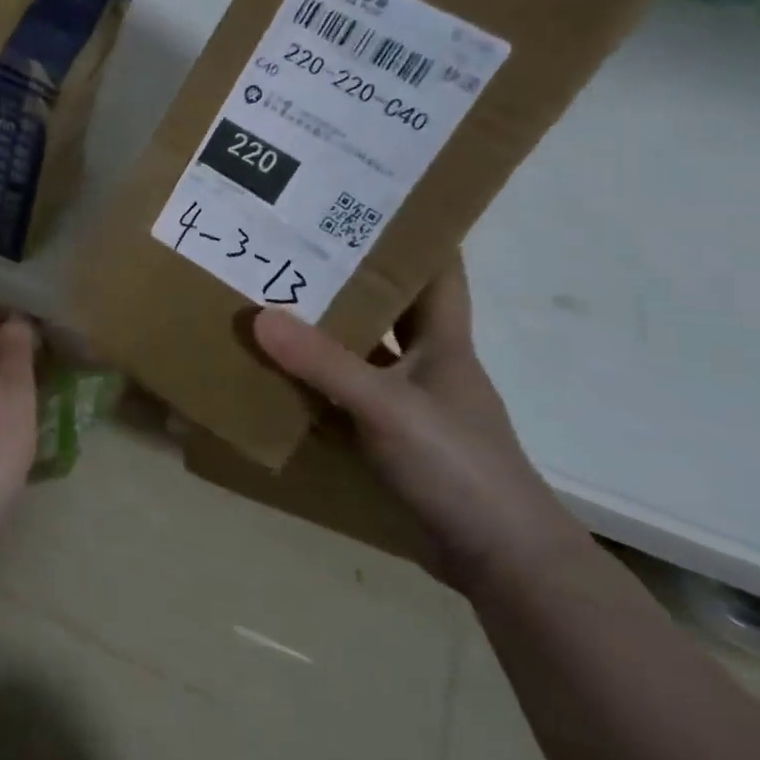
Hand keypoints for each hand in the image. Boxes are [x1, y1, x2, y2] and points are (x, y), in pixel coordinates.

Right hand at [253, 261, 586, 593]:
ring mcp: (404, 403)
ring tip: (265, 299)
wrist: (499, 559)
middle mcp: (424, 363)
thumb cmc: (458, 466)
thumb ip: (324, 364)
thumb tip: (260, 318)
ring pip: (357, 353)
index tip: (361, 200)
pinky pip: (340, 397)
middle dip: (342, 278)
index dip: (409, 232)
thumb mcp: (388, 407)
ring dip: (320, 333)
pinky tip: (271, 373)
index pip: (435, 269)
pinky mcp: (387, 439)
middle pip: (384, 306)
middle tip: (286, 246)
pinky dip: (311, 385)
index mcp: (442, 340)